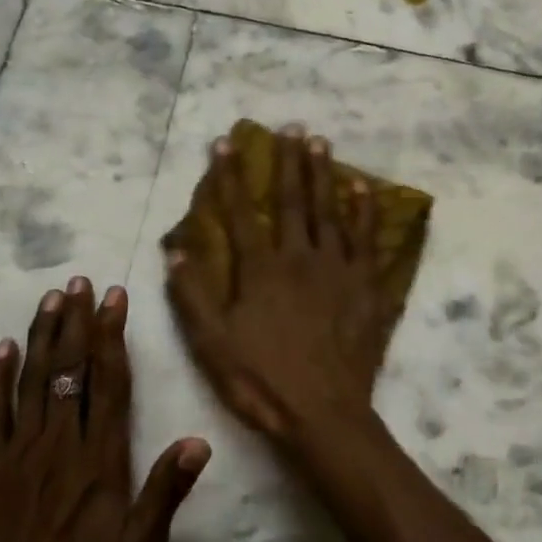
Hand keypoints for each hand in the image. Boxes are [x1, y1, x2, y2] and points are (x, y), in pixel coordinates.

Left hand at [0, 279, 209, 541]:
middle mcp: (59, 445)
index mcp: (100, 460)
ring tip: (51, 298)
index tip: (115, 298)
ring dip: (42, 335)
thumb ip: (167, 492)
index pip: (109, 382)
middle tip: (81, 281)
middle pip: (70, 369)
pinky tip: (2, 348)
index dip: (113, 335)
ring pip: (32, 381)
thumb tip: (200, 440)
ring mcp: (18, 454)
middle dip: (78, 321)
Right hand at [165, 125, 390, 448]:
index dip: (230, 177)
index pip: (239, 213)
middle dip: (287, 162)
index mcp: (260, 270)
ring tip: (321, 142)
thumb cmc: (262, 380)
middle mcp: (299, 258)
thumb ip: (193, 296)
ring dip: (323, 174)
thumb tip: (175, 251)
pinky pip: (366, 240)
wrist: (323, 413)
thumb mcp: (212, 344)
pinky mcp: (365, 286)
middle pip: (291, 201)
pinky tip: (363, 189)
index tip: (225, 143)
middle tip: (290, 127)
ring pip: (329, 211)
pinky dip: (364, 212)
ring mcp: (336, 269)